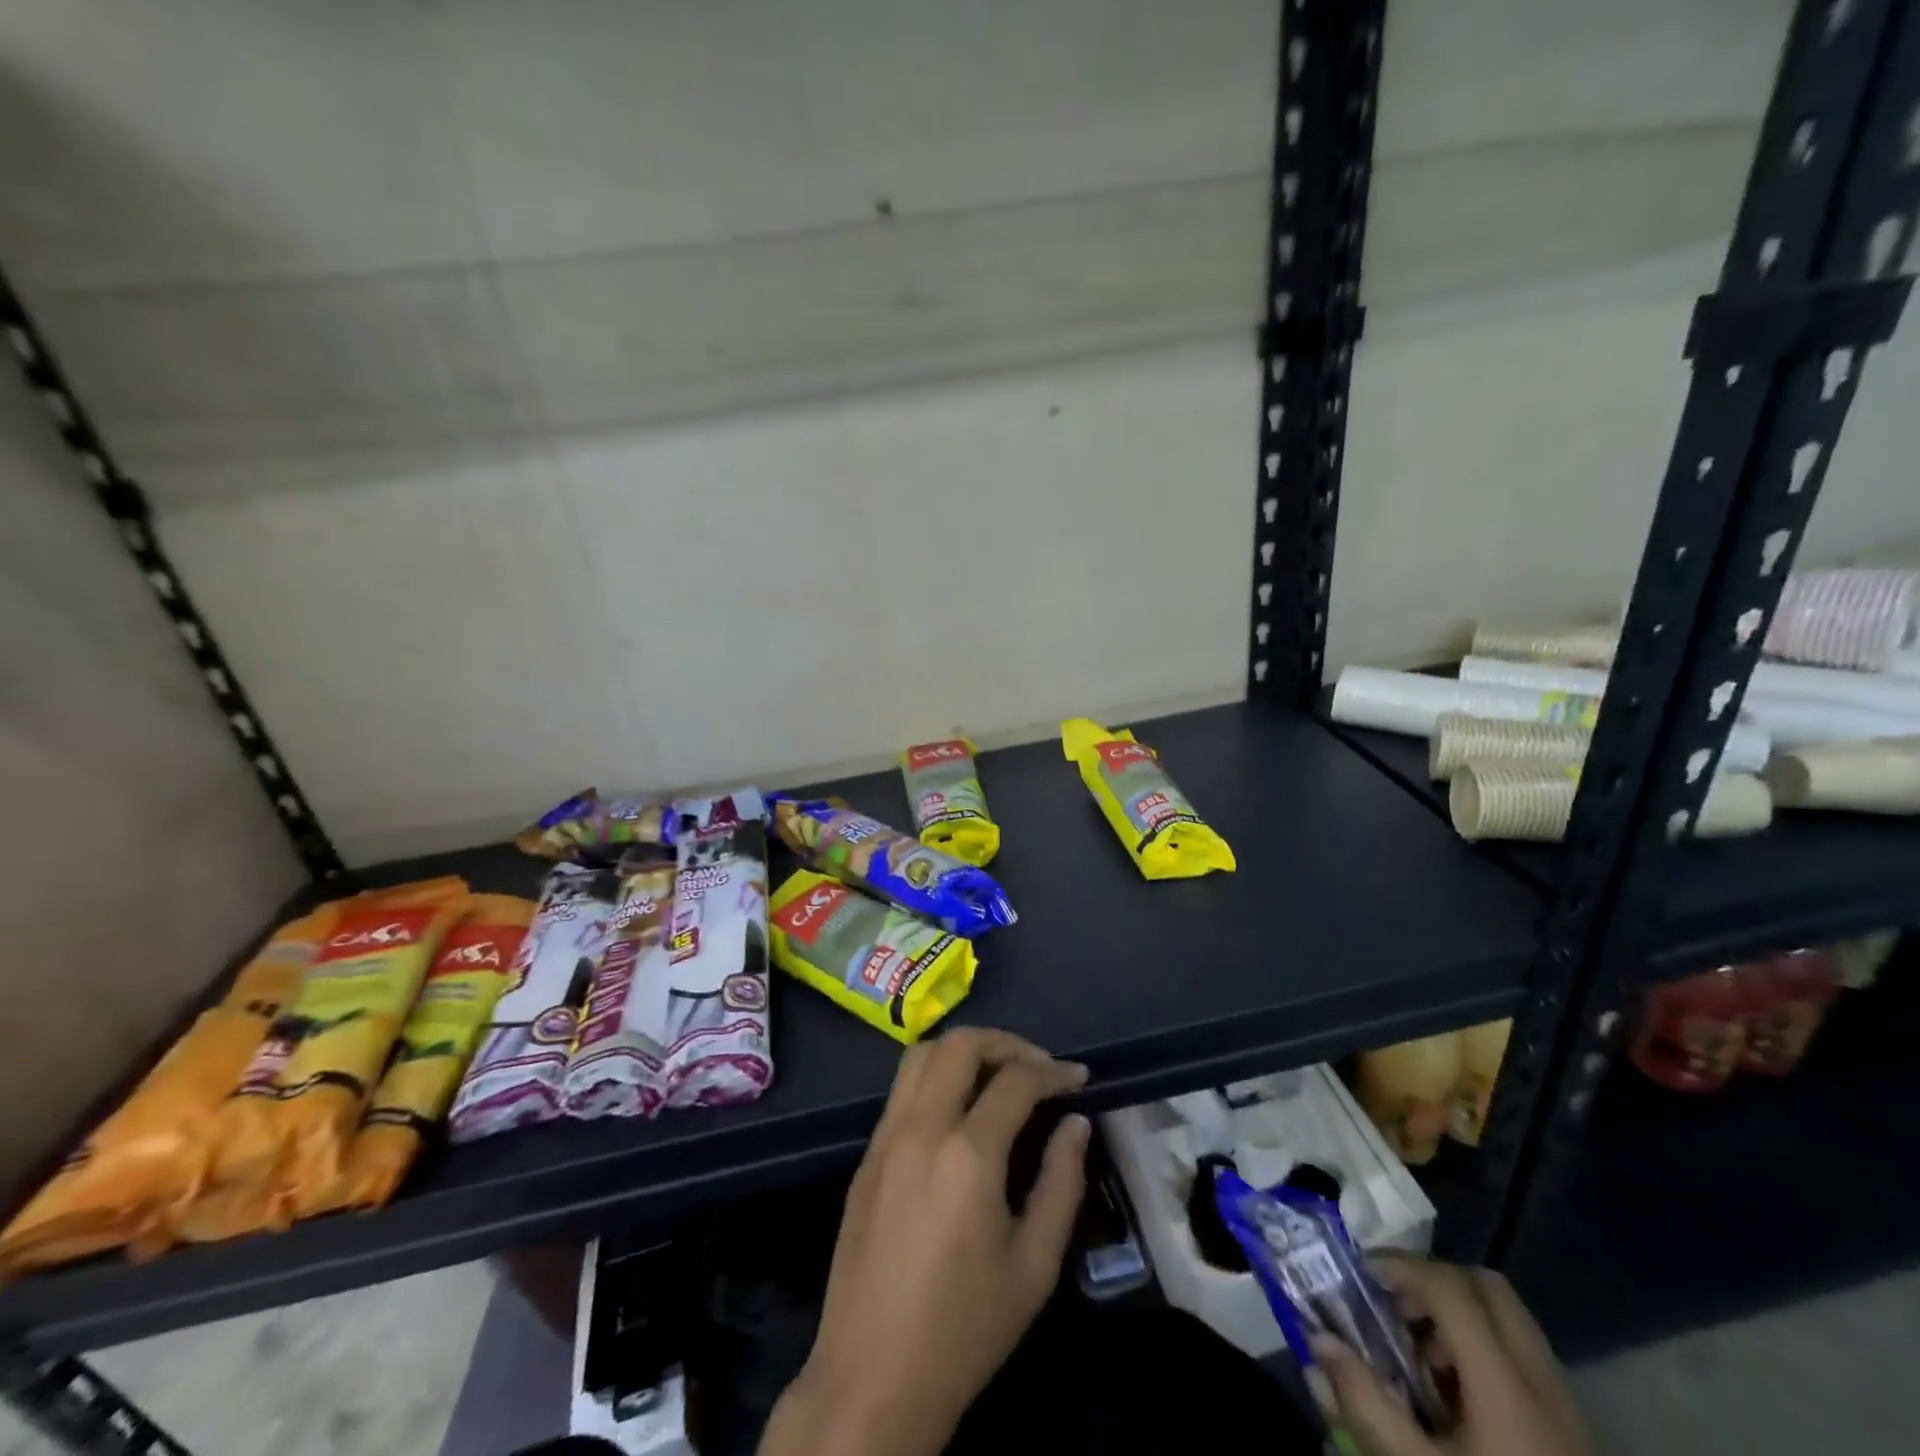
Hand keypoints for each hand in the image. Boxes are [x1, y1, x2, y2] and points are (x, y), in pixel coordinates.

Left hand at [765, 1029, 1089, 1455]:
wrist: (872, 1378)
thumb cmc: (964, 1329)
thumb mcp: (1034, 1266)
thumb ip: (1061, 1182)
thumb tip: (1075, 1122)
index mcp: (967, 1155)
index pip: (1016, 1080)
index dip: (1054, 1071)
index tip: (1080, 1078)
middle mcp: (921, 1128)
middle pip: (961, 1044)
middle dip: (1007, 1042)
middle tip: (1039, 1066)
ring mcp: (886, 1136)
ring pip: (922, 1054)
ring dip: (965, 1050)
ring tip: (999, 1074)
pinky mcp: (866, 1154)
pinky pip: (902, 1088)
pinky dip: (936, 1074)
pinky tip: (960, 1107)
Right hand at [1310, 1257, 1588, 1455]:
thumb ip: (1364, 1402)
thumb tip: (1318, 1339)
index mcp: (1505, 1385)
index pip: (1451, 1288)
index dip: (1402, 1266)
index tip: (1362, 1273)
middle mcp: (1541, 1380)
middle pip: (1488, 1287)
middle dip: (1433, 1280)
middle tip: (1393, 1303)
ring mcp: (1565, 1405)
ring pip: (1508, 1319)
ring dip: (1457, 1314)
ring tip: (1419, 1353)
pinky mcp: (1572, 1429)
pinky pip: (1523, 1357)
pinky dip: (1482, 1348)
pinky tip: (1455, 1394)